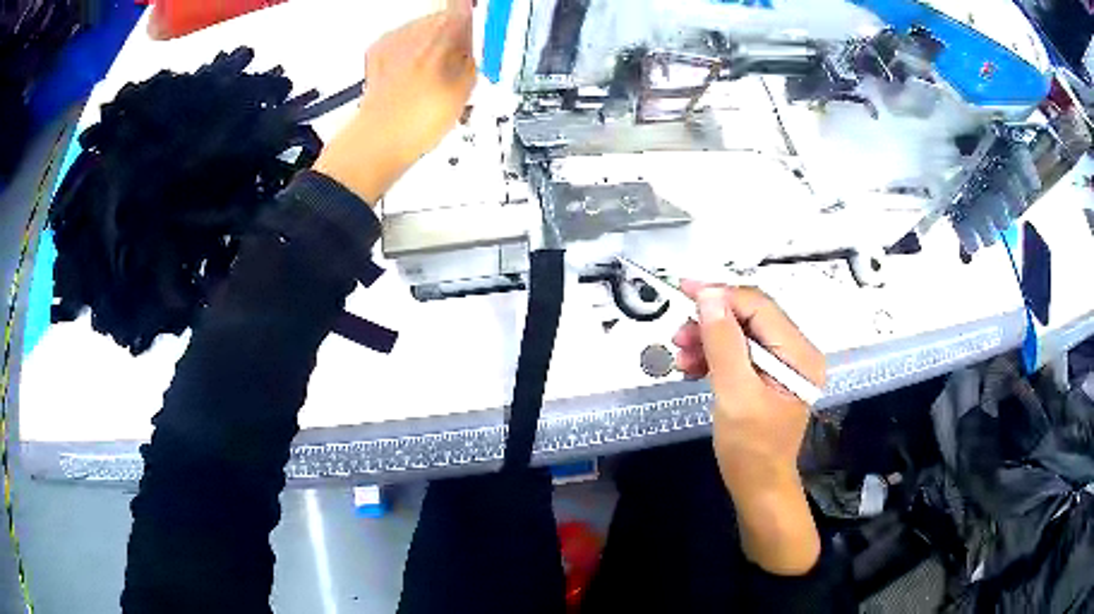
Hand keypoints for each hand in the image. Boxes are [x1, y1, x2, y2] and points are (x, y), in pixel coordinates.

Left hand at [314, 0, 475, 204]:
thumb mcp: (466, 87)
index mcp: (446, 32)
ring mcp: (394, 39)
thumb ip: (474, 56)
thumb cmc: (419, 118)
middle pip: (444, 19)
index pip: (464, 7)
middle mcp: (418, 29)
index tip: (479, 25)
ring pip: (422, 31)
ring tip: (433, 78)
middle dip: (452, 38)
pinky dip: (408, 55)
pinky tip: (413, 78)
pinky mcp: (377, 51)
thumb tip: (477, 45)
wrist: (382, 138)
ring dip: (430, 47)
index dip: (473, 17)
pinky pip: (400, 43)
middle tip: (457, 64)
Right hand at [673, 282, 825, 574]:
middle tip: (678, 335)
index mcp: (799, 355)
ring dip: (709, 340)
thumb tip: (708, 295)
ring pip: (741, 333)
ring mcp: (783, 364)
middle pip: (750, 318)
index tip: (683, 290)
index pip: (760, 307)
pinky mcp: (768, 375)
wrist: (758, 487)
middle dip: (711, 322)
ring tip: (680, 356)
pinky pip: (739, 352)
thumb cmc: (749, 449)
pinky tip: (693, 367)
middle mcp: (797, 352)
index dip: (721, 295)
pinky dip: (714, 356)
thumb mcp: (734, 395)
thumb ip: (723, 343)